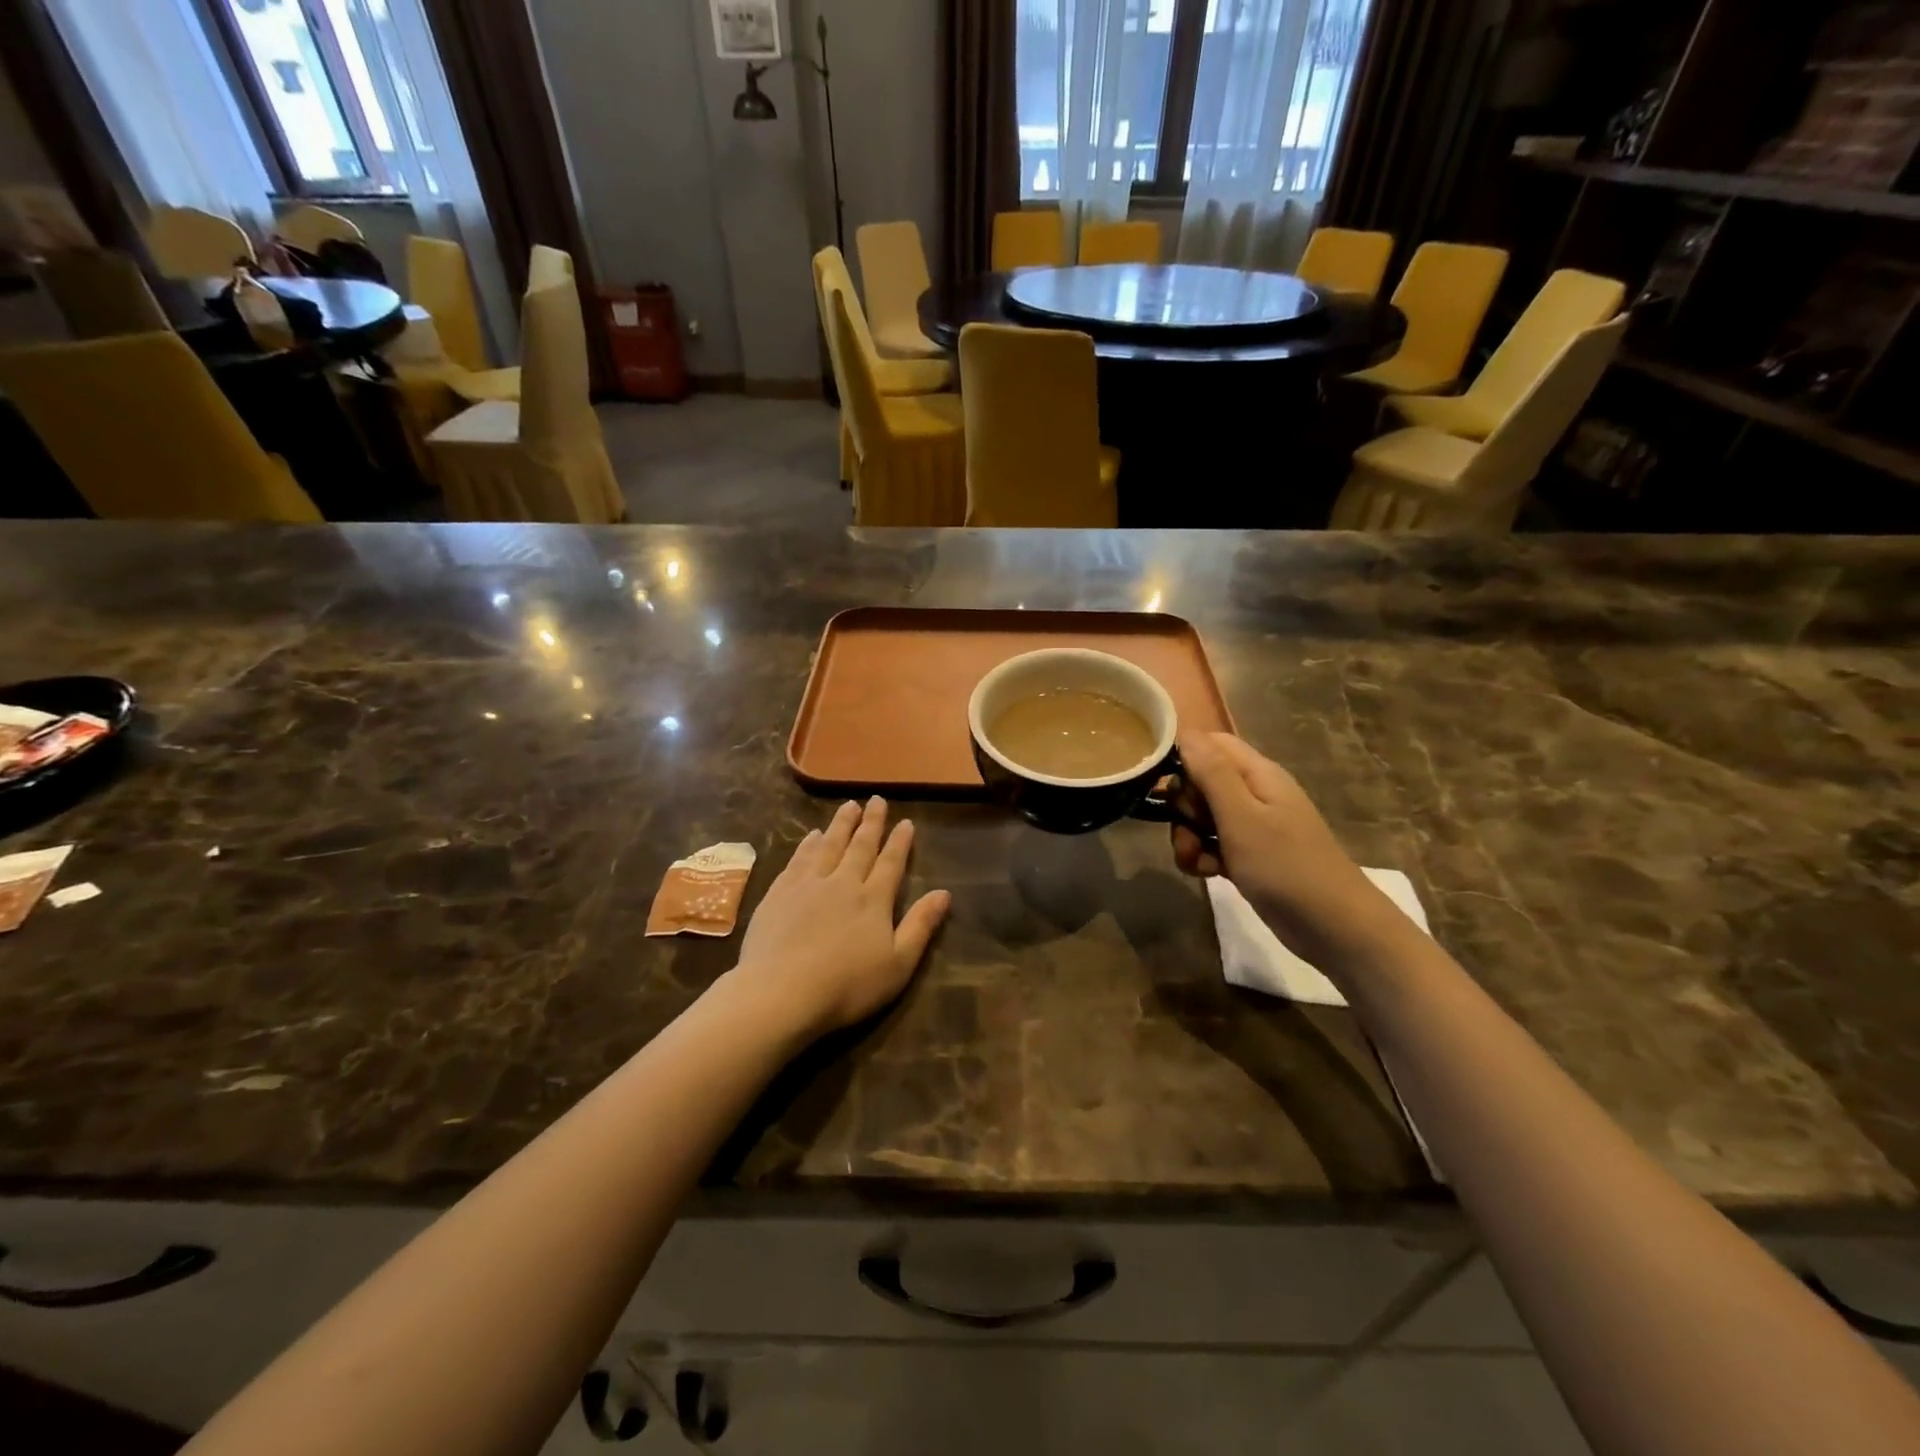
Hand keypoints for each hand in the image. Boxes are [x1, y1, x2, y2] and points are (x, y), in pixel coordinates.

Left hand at [729, 798, 951, 1041]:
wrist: (781, 992)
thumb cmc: (847, 986)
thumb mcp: (898, 964)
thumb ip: (921, 925)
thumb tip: (945, 893)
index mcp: (873, 900)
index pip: (890, 863)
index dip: (899, 842)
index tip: (906, 822)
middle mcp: (842, 883)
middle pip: (860, 846)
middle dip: (871, 822)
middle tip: (876, 800)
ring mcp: (807, 885)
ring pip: (828, 845)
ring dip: (840, 824)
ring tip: (848, 806)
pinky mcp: (778, 894)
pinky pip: (798, 859)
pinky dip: (808, 844)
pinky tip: (811, 836)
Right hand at [1171, 732, 1400, 968]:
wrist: (1332, 927)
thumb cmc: (1286, 866)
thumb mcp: (1241, 816)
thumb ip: (1211, 772)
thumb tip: (1184, 732)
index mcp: (1257, 774)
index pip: (1210, 744)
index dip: (1183, 757)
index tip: (1162, 784)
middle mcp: (1254, 793)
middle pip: (1200, 782)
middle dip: (1183, 807)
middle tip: (1190, 830)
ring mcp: (1251, 826)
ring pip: (1201, 817)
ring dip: (1188, 837)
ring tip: (1197, 861)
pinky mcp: (1248, 855)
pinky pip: (1212, 844)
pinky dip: (1203, 857)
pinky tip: (1208, 874)